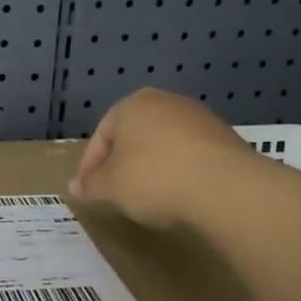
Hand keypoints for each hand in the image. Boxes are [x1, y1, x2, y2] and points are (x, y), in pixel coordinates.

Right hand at [69, 88, 248, 228]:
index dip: (90, 166)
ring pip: (163, 145)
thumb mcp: (111, 187)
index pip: (101, 136)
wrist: (225, 188)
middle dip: (121, 164)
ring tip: (147, 197)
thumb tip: (74, 187)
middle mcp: (166, 102)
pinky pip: (190, 156)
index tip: (87, 192)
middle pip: (133, 136)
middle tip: (114, 193)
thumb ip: (91, 186)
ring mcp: (200, 118)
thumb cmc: (154, 178)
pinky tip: (178, 195)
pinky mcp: (225, 139)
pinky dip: (178, 173)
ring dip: (151, 168)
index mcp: (133, 104)